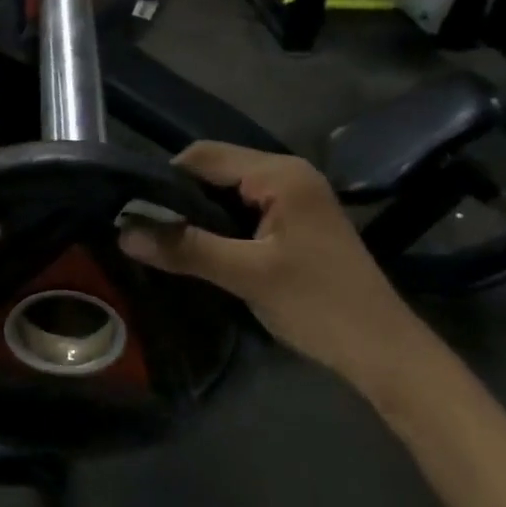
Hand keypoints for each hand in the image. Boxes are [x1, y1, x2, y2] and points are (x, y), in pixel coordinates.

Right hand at [118, 142, 437, 394]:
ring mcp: (295, 198)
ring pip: (228, 193)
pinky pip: (244, 211)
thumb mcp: (246, 275)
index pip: (205, 156)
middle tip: (143, 228)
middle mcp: (288, 174)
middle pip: (216, 170)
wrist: (382, 350)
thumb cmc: (318, 304)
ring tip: (164, 240)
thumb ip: (186, 249)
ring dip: (198, 213)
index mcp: (280, 174)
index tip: (133, 210)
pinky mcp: (296, 222)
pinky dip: (219, 225)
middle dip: (179, 197)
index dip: (165, 178)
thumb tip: (124, 233)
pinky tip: (200, 249)